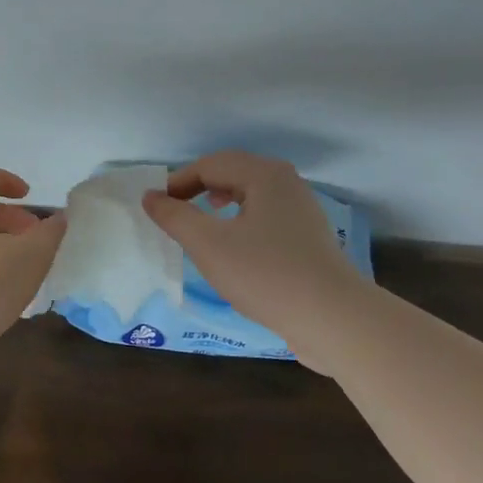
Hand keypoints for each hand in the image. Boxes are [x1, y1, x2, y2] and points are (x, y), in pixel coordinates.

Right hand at [142, 152, 365, 350]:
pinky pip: (265, 216)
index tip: (156, 208)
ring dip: (220, 203)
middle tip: (175, 212)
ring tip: (202, 224)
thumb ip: (175, 217)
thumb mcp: (208, 245)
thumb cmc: (264, 274)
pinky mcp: (308, 238)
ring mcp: (301, 210)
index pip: (210, 165)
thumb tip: (150, 197)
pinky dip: (241, 222)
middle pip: (233, 173)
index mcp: (264, 175)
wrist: (331, 318)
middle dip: (199, 188)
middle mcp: (286, 183)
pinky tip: (234, 249)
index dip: (178, 182)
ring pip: (251, 195)